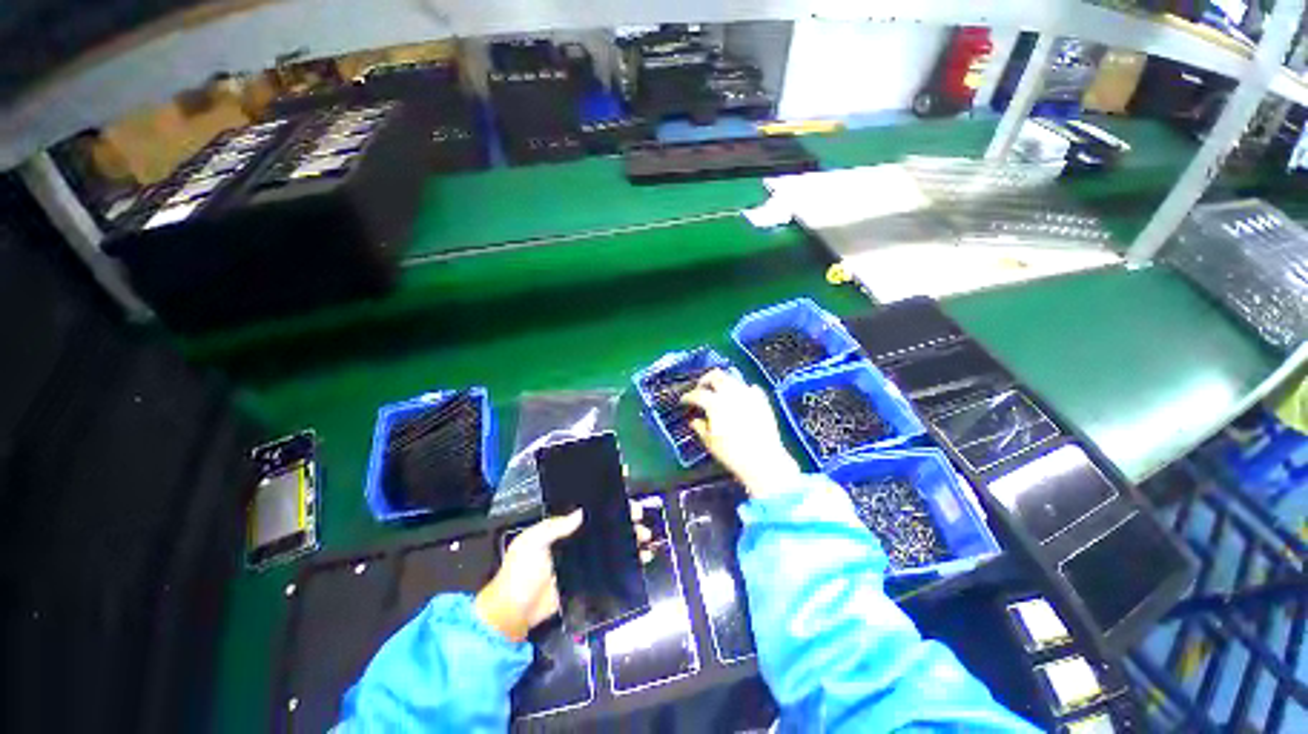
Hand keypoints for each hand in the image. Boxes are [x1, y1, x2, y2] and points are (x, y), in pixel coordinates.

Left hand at [475, 503, 652, 641]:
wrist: (514, 612)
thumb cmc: (521, 572)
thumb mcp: (532, 542)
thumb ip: (555, 526)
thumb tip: (582, 511)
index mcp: (563, 527)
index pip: (589, 508)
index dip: (606, 499)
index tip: (624, 490)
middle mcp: (577, 539)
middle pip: (606, 523)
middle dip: (624, 517)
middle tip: (639, 515)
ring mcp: (585, 559)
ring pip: (613, 543)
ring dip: (630, 538)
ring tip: (645, 536)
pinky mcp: (590, 579)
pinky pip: (613, 566)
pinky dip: (629, 561)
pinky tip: (643, 557)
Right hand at [682, 369, 801, 497]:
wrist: (763, 460)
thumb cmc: (732, 454)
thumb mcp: (710, 442)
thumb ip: (700, 427)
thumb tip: (695, 421)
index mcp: (715, 403)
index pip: (697, 394)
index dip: (688, 397)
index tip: (684, 401)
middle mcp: (731, 394)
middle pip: (716, 376)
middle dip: (705, 380)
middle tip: (701, 388)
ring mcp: (749, 395)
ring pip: (733, 379)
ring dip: (723, 383)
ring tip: (719, 393)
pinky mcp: (762, 401)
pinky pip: (751, 388)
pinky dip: (743, 390)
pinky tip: (740, 397)